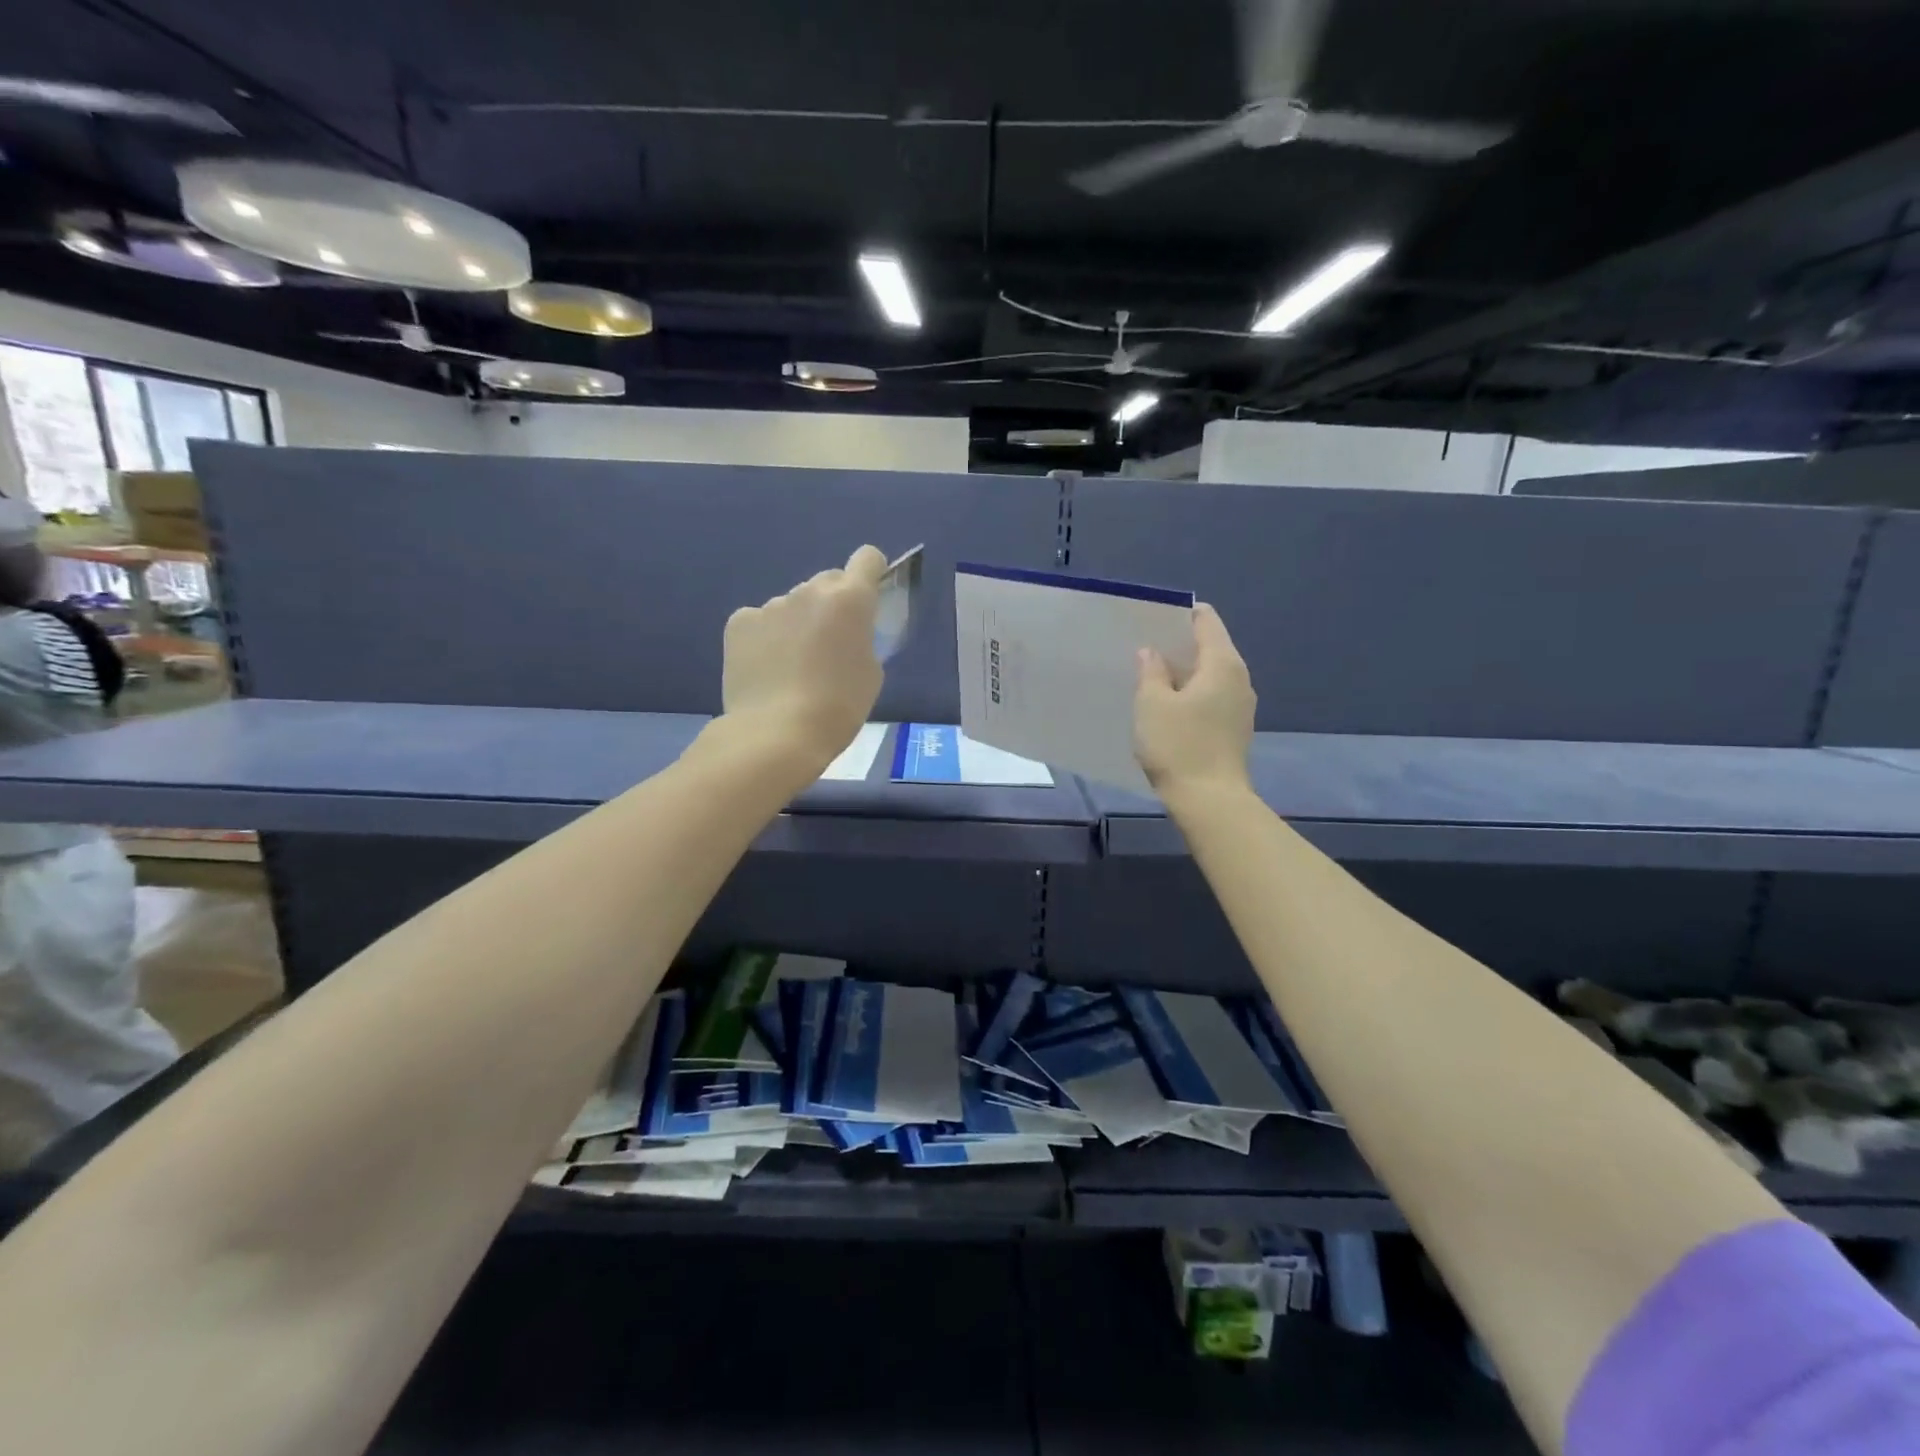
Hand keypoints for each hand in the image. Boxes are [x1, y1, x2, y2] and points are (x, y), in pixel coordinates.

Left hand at [720, 545, 887, 772]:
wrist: (777, 733)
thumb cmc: (839, 707)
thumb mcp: (870, 673)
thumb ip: (862, 639)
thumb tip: (845, 633)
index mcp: (850, 600)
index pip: (868, 558)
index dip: (871, 573)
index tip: (868, 598)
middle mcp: (809, 591)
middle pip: (828, 582)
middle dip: (832, 605)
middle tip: (829, 645)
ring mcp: (770, 605)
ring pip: (792, 605)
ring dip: (797, 623)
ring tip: (792, 667)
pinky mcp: (739, 623)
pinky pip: (760, 621)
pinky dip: (765, 638)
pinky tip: (765, 669)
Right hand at [1134, 602, 1255, 799]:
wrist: (1210, 801)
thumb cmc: (1178, 746)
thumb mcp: (1152, 704)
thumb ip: (1151, 672)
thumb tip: (1153, 653)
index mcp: (1222, 663)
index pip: (1206, 620)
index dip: (1180, 614)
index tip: (1152, 619)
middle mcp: (1239, 678)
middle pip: (1210, 646)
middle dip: (1180, 643)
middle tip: (1145, 646)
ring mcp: (1241, 705)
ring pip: (1211, 673)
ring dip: (1184, 671)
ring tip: (1153, 675)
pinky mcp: (1235, 727)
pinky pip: (1212, 696)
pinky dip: (1192, 692)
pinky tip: (1169, 705)